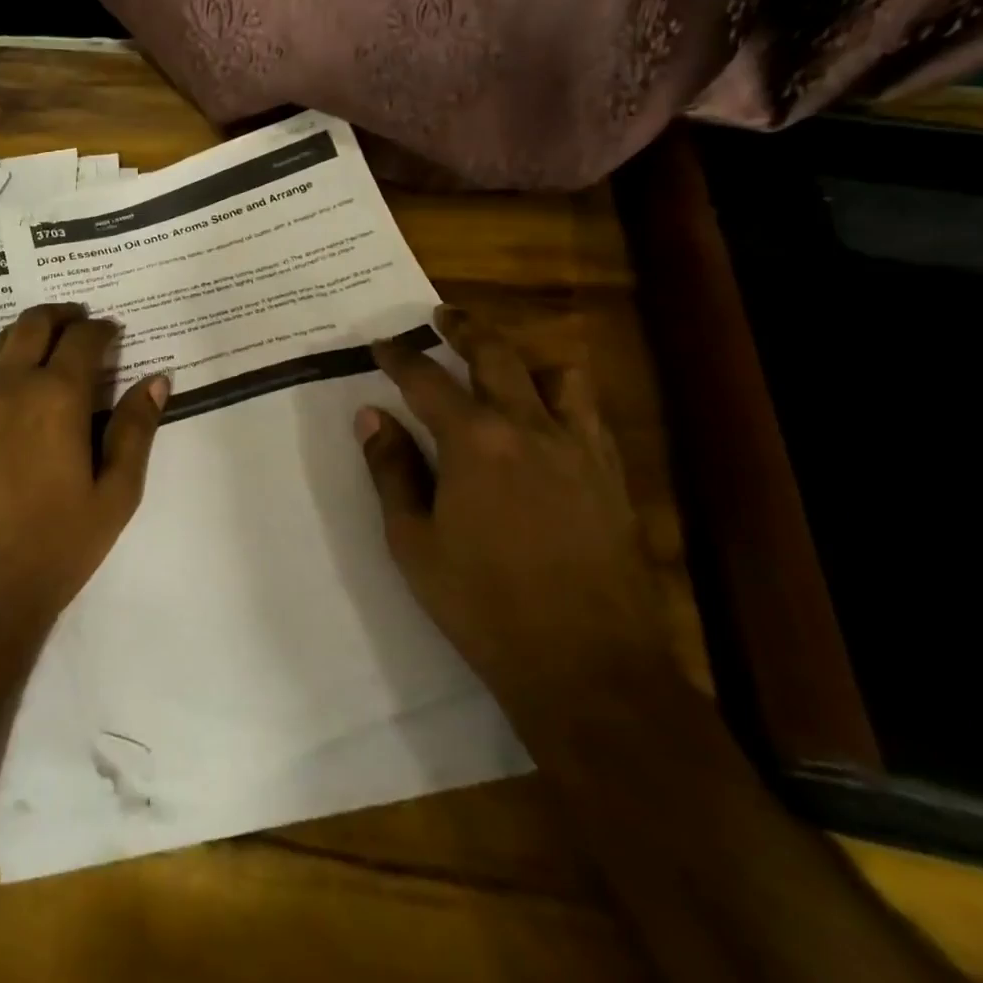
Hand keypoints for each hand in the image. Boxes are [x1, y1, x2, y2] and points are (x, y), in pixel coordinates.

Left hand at [0, 303, 168, 650]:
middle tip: (79, 322)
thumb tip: (156, 380)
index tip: (113, 332)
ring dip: (26, 334)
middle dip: (62, 316)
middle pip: (33, 323)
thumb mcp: (113, 496)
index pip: (82, 339)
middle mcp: (6, 384)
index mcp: (54, 396)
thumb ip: (135, 431)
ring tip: (45, 348)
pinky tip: (6, 385)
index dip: (102, 329)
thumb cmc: (50, 550)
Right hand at [358, 305, 675, 747]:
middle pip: (496, 354)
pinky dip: (563, 397)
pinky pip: (589, 413)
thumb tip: (371, 416)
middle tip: (442, 315)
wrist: (586, 667)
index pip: (427, 380)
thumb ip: (391, 470)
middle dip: (464, 329)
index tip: (382, 343)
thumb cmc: (482, 605)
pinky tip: (549, 418)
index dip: (400, 357)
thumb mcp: (413, 541)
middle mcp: (529, 427)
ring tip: (503, 364)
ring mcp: (579, 448)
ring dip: (525, 358)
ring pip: (557, 374)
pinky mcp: (611, 475)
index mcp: (474, 441)